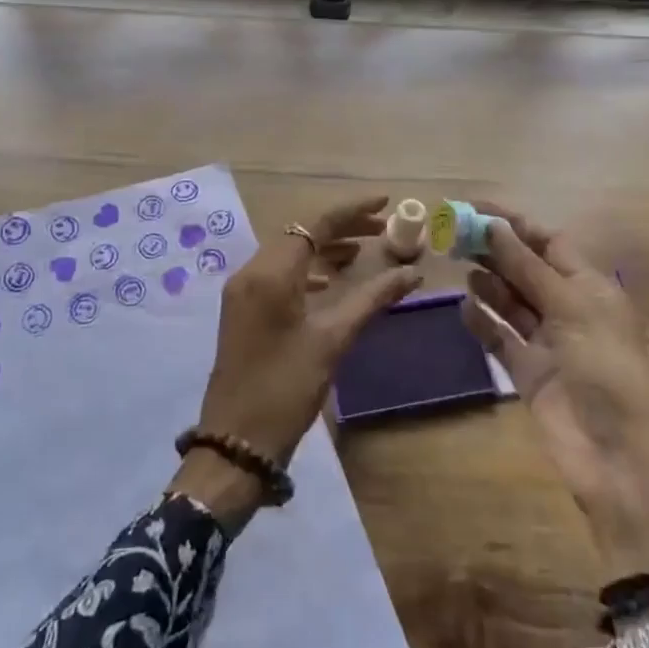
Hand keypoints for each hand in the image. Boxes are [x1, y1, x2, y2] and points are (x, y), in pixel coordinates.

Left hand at [170, 194, 420, 527]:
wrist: (236, 442)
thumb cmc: (286, 388)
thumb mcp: (333, 340)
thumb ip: (372, 299)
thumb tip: (412, 273)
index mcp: (270, 274)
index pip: (314, 225)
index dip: (351, 212)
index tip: (385, 205)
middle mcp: (250, 272)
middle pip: (299, 234)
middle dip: (340, 229)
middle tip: (382, 232)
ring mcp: (242, 292)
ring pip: (288, 255)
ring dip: (323, 250)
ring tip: (363, 255)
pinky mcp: (242, 311)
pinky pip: (277, 275)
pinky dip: (306, 272)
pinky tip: (330, 284)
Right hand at [461, 205, 648, 583]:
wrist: (619, 458)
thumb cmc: (607, 371)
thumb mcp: (572, 309)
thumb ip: (528, 268)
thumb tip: (494, 226)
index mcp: (590, 288)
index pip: (549, 242)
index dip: (514, 223)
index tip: (474, 208)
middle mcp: (569, 309)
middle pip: (526, 269)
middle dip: (494, 250)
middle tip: (453, 234)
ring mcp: (548, 342)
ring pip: (510, 301)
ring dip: (487, 282)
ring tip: (456, 264)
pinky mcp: (529, 372)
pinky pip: (500, 338)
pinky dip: (482, 321)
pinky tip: (462, 307)